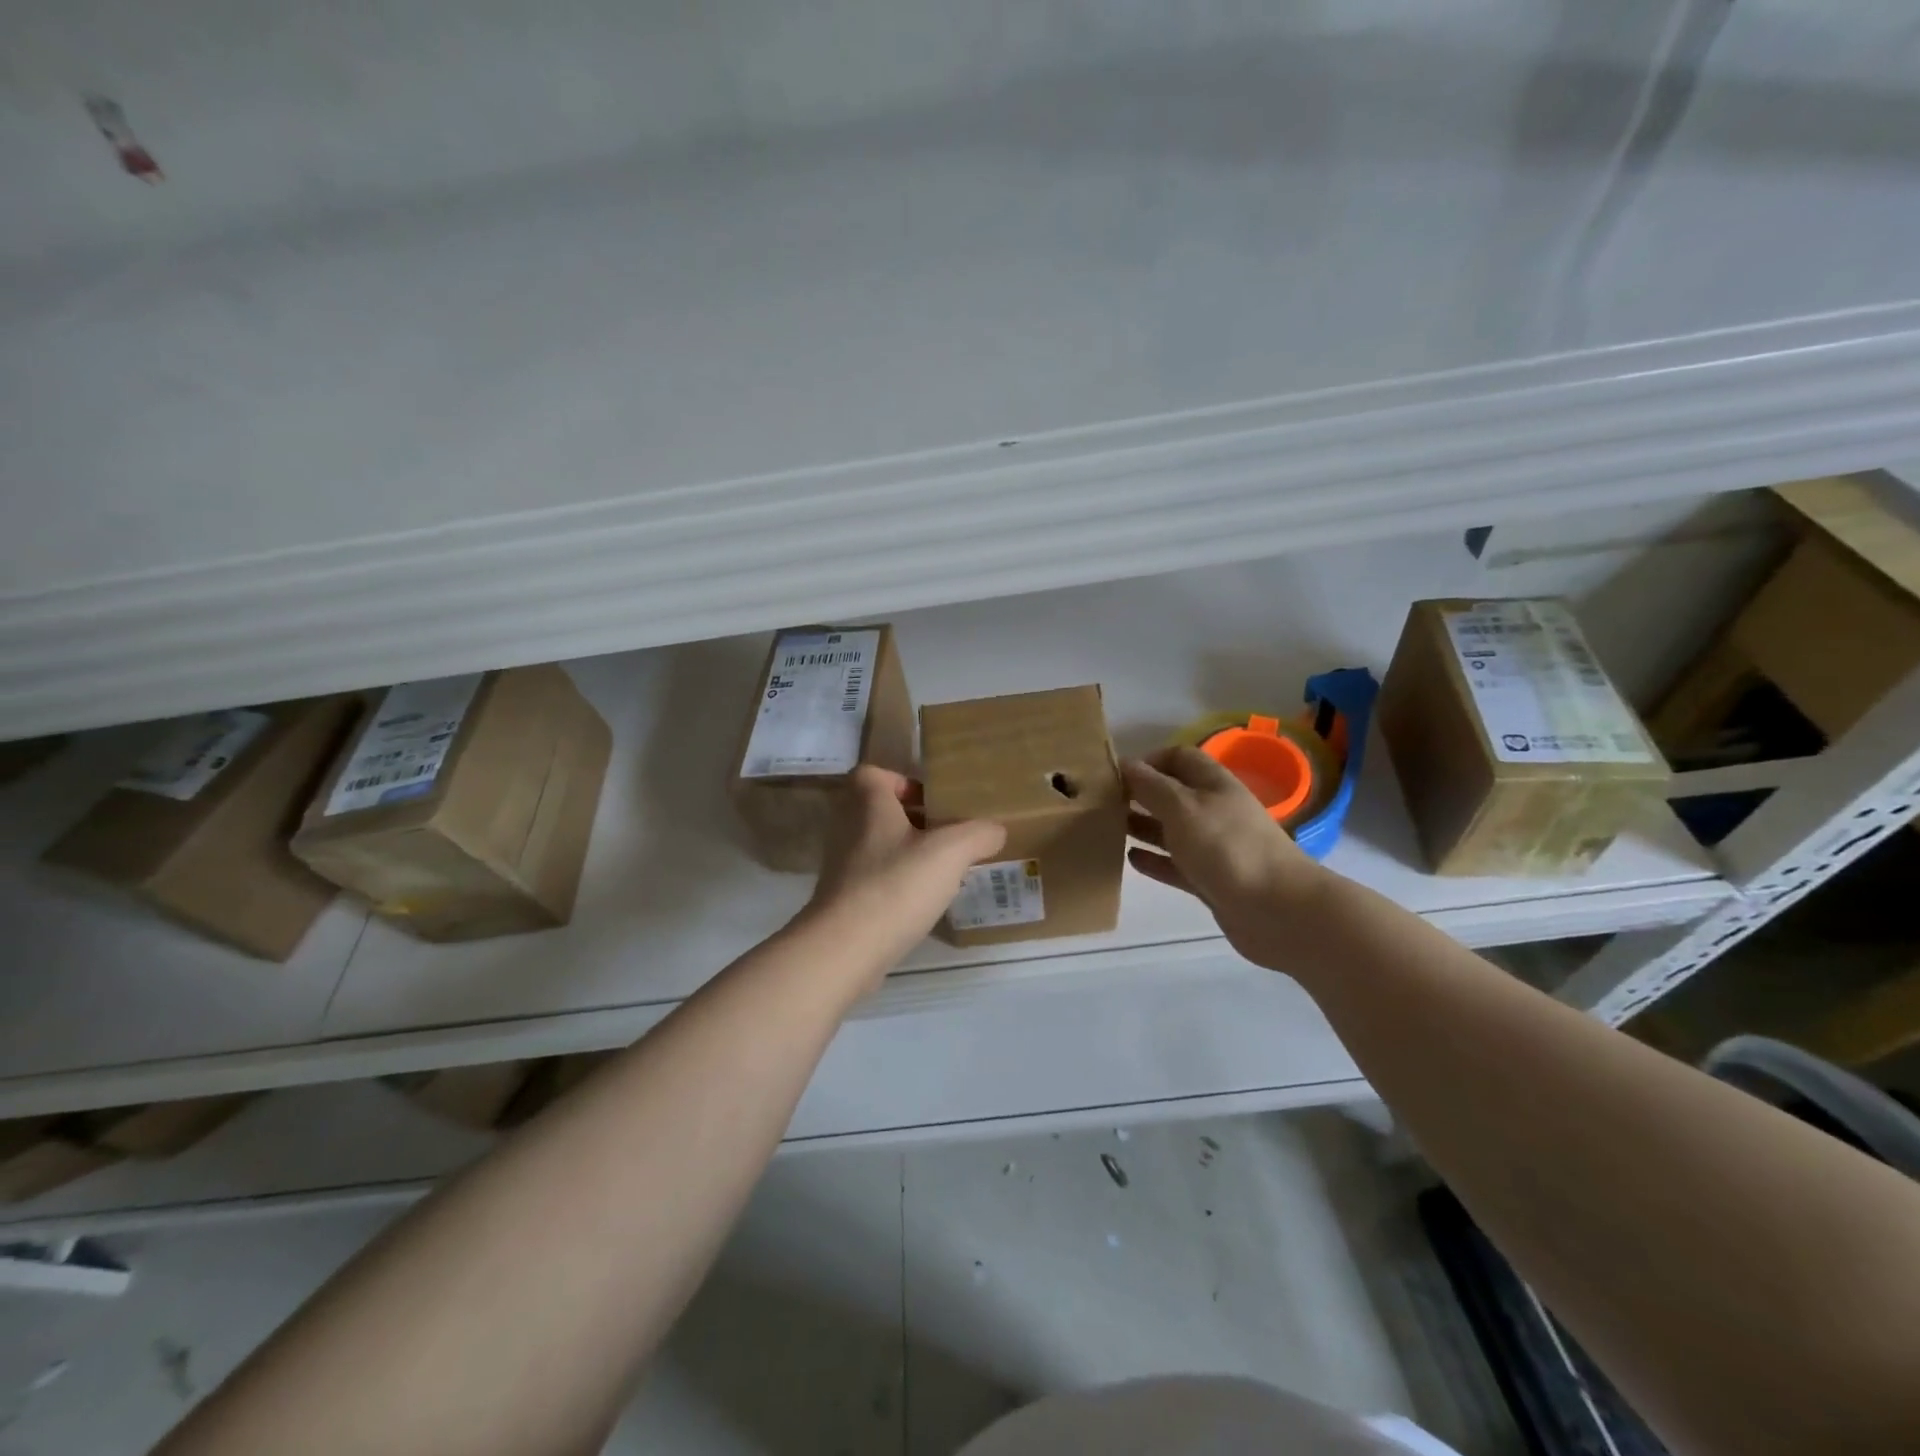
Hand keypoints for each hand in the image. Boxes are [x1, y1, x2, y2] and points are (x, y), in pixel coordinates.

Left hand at [806, 766, 1005, 982]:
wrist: (845, 948)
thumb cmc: (896, 885)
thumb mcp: (950, 852)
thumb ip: (979, 834)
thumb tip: (995, 830)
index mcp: (867, 802)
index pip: (875, 774)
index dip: (903, 782)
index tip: (935, 802)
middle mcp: (846, 826)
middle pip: (880, 811)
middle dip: (914, 820)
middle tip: (949, 835)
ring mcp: (841, 864)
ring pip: (879, 846)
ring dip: (908, 853)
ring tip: (944, 869)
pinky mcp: (842, 898)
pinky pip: (875, 878)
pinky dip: (897, 884)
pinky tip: (924, 901)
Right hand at [1124, 746, 1327, 970]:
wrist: (1277, 910)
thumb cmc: (1227, 847)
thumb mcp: (1183, 807)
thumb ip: (1151, 786)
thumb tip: (1123, 763)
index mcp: (1213, 784)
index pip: (1178, 757)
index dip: (1148, 760)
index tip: (1115, 774)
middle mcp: (1214, 810)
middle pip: (1172, 794)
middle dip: (1140, 794)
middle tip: (1102, 803)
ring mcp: (1214, 847)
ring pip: (1171, 830)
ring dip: (1143, 826)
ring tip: (1108, 828)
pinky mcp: (1211, 880)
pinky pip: (1176, 864)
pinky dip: (1154, 859)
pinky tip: (1130, 859)